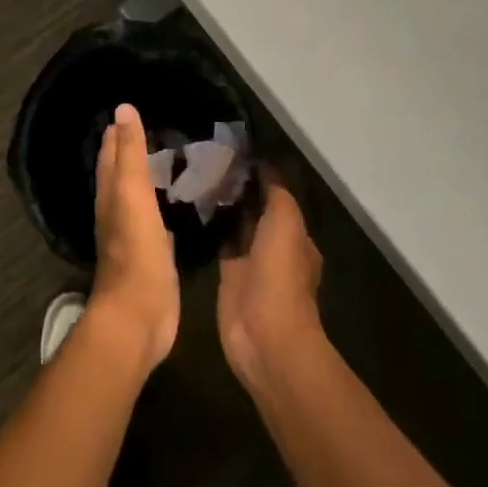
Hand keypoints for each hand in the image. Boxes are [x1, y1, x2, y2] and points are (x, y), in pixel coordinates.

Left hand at [89, 103, 180, 375]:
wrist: (138, 316)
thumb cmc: (136, 250)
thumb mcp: (133, 193)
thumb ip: (129, 153)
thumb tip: (122, 108)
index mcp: (109, 196)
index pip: (110, 157)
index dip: (117, 135)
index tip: (129, 112)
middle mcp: (116, 214)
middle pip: (120, 177)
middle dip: (129, 155)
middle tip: (151, 131)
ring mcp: (133, 238)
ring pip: (137, 200)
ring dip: (146, 182)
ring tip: (165, 162)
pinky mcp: (151, 259)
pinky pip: (155, 224)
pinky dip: (160, 210)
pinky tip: (173, 207)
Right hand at [217, 173, 323, 390]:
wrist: (264, 333)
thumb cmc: (280, 274)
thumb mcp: (286, 221)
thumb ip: (276, 192)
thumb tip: (263, 165)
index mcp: (296, 236)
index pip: (277, 197)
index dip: (259, 176)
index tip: (234, 153)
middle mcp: (274, 247)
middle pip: (255, 211)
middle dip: (238, 190)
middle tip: (208, 160)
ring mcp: (250, 263)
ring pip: (236, 226)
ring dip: (223, 207)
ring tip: (196, 176)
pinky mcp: (227, 277)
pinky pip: (219, 244)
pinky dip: (210, 228)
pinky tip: (191, 207)